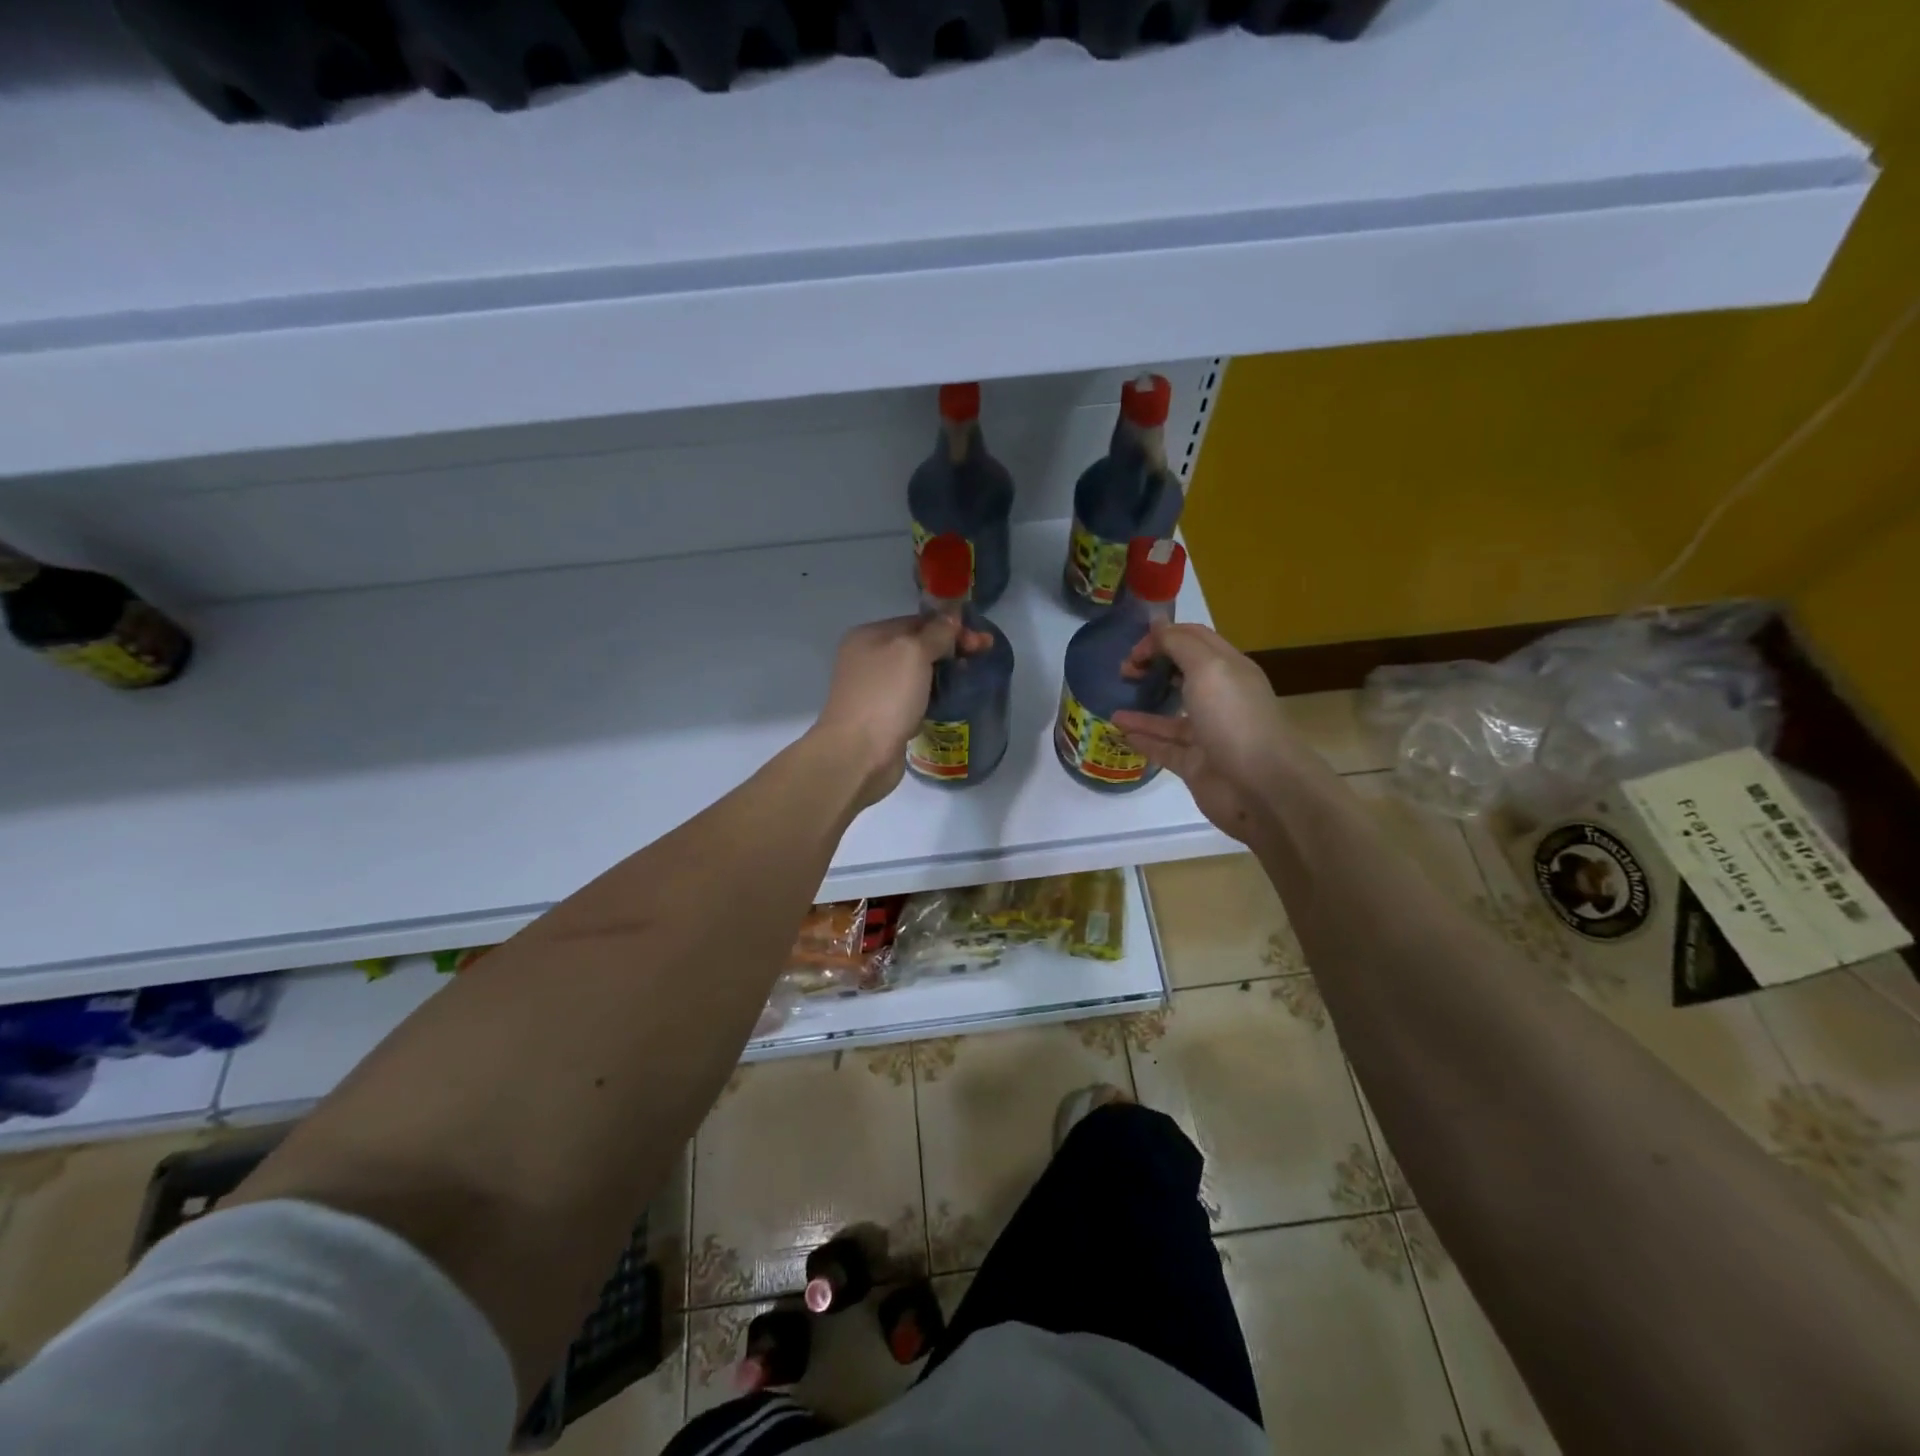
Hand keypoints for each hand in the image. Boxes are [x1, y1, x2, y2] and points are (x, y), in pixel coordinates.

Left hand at [811, 614, 990, 809]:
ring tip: (970, 679)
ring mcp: (874, 689)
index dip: (950, 627)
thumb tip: (951, 617)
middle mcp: (868, 659)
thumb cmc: (886, 696)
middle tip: (982, 656)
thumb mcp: (913, 653)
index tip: (980, 640)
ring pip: (916, 673)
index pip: (917, 622)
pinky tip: (950, 700)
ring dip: (943, 673)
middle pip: (917, 646)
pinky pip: (913, 697)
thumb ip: (936, 632)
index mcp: (869, 636)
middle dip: (950, 649)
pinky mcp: (883, 716)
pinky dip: (932, 696)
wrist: (859, 754)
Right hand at [1112, 622, 1309, 842]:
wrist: (1260, 786)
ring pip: (1170, 715)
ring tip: (1112, 703)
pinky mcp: (1195, 764)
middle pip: (1182, 675)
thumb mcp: (1207, 668)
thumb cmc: (1233, 718)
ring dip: (1142, 705)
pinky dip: (1142, 738)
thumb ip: (1178, 644)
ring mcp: (1207, 734)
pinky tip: (1120, 731)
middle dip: (1152, 668)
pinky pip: (1164, 747)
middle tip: (1123, 672)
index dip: (1163, 637)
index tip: (1134, 649)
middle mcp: (1220, 698)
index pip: (1194, 640)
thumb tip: (1157, 625)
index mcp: (1229, 669)